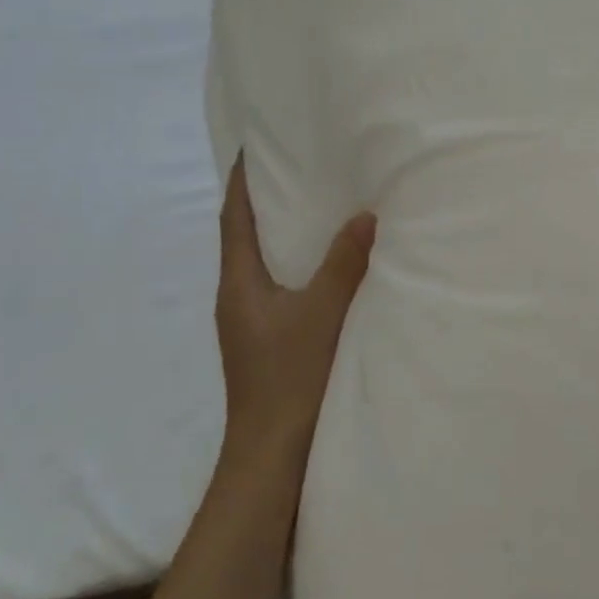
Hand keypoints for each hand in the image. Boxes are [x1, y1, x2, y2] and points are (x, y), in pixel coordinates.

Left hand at [214, 154, 375, 469]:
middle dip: (266, 202)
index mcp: (238, 284)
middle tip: (297, 169)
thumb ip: (345, 264)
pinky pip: (281, 287)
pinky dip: (299, 266)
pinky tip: (327, 268)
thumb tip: (365, 216)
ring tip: (316, 209)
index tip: (253, 146)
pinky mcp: (268, 342)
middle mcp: (237, 298)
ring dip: (283, 235)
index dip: (241, 181)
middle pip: (245, 238)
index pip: (234, 219)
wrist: (273, 452)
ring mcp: (251, 323)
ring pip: (265, 265)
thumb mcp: (323, 313)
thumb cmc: (291, 376)